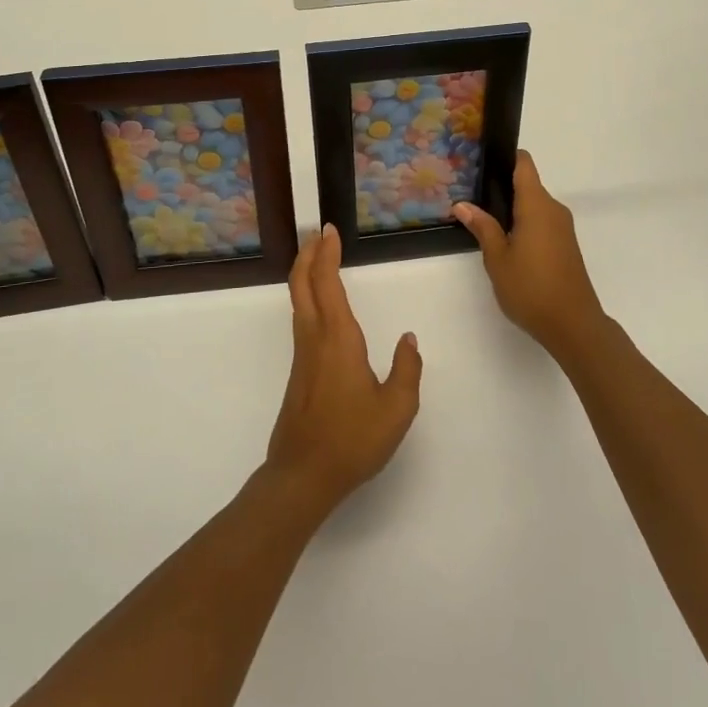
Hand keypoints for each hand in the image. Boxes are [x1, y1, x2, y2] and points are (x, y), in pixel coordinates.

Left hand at [264, 225, 422, 516]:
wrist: (303, 475)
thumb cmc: (353, 440)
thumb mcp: (397, 409)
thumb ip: (407, 370)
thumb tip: (408, 339)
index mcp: (338, 339)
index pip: (327, 284)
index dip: (326, 254)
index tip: (329, 231)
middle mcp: (315, 339)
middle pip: (302, 285)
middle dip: (308, 255)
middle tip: (318, 234)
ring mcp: (303, 355)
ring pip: (298, 301)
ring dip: (305, 274)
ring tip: (317, 258)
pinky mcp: (300, 371)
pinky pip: (301, 319)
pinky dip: (307, 297)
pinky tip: (319, 305)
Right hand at [454, 151, 611, 363]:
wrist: (573, 324)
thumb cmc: (531, 288)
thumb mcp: (497, 258)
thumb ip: (482, 227)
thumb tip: (462, 204)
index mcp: (537, 205)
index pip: (524, 164)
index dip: (505, 157)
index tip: (482, 161)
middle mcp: (553, 209)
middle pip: (527, 184)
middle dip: (501, 187)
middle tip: (470, 194)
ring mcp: (562, 227)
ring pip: (534, 205)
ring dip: (512, 208)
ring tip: (482, 217)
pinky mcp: (565, 244)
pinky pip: (541, 221)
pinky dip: (523, 223)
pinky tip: (504, 239)